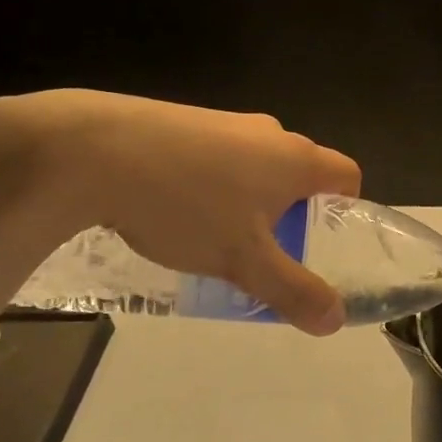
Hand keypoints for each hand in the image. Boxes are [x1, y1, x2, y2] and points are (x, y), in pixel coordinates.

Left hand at [0, 90, 361, 334]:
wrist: (93, 151)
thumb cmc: (187, 206)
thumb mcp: (243, 261)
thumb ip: (292, 291)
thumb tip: (335, 320)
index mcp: (296, 159)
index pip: (347, 175)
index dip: (346, 209)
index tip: (323, 241)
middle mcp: (269, 133)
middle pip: (300, 172)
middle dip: (292, 212)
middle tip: (268, 252)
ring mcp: (224, 122)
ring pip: (256, 166)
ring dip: (250, 200)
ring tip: (216, 238)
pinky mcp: (184, 121)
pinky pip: (218, 157)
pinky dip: (213, 184)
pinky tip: (175, 211)